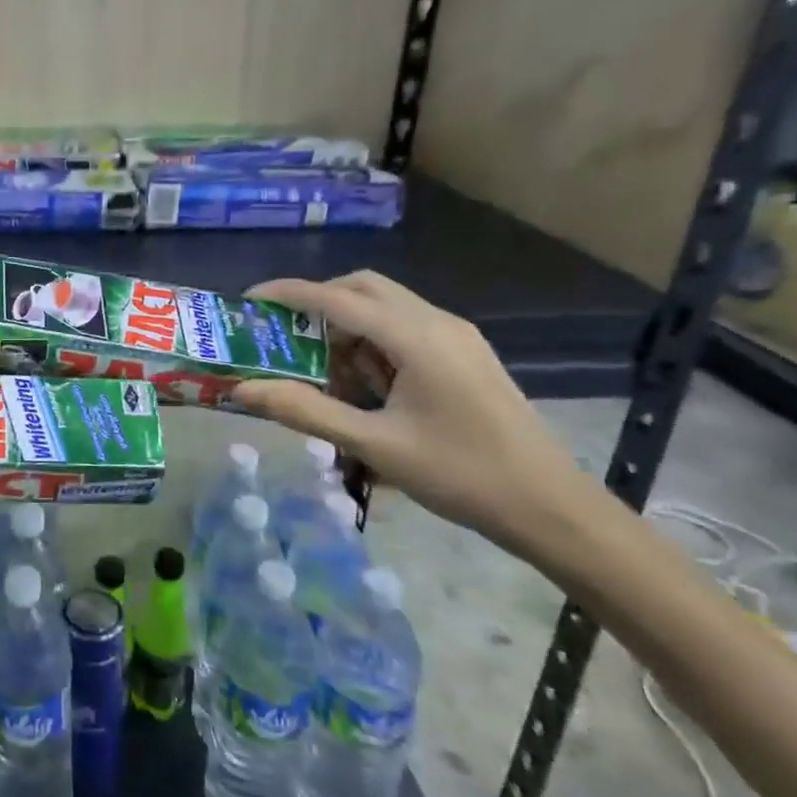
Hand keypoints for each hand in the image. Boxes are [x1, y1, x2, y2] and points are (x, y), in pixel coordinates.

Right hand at [235, 272, 587, 553]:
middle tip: (284, 336)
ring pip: (386, 308)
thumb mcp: (375, 445)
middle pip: (364, 288)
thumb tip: (244, 390)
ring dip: (347, 327)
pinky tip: (366, 386)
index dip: (288, 294)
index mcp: (416, 337)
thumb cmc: (461, 475)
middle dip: (318, 303)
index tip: (248, 301)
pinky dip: (373, 343)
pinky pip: (406, 329)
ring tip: (323, 372)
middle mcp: (438, 322)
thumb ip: (306, 412)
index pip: (337, 298)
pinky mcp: (467, 355)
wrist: (552, 508)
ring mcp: (457, 336)